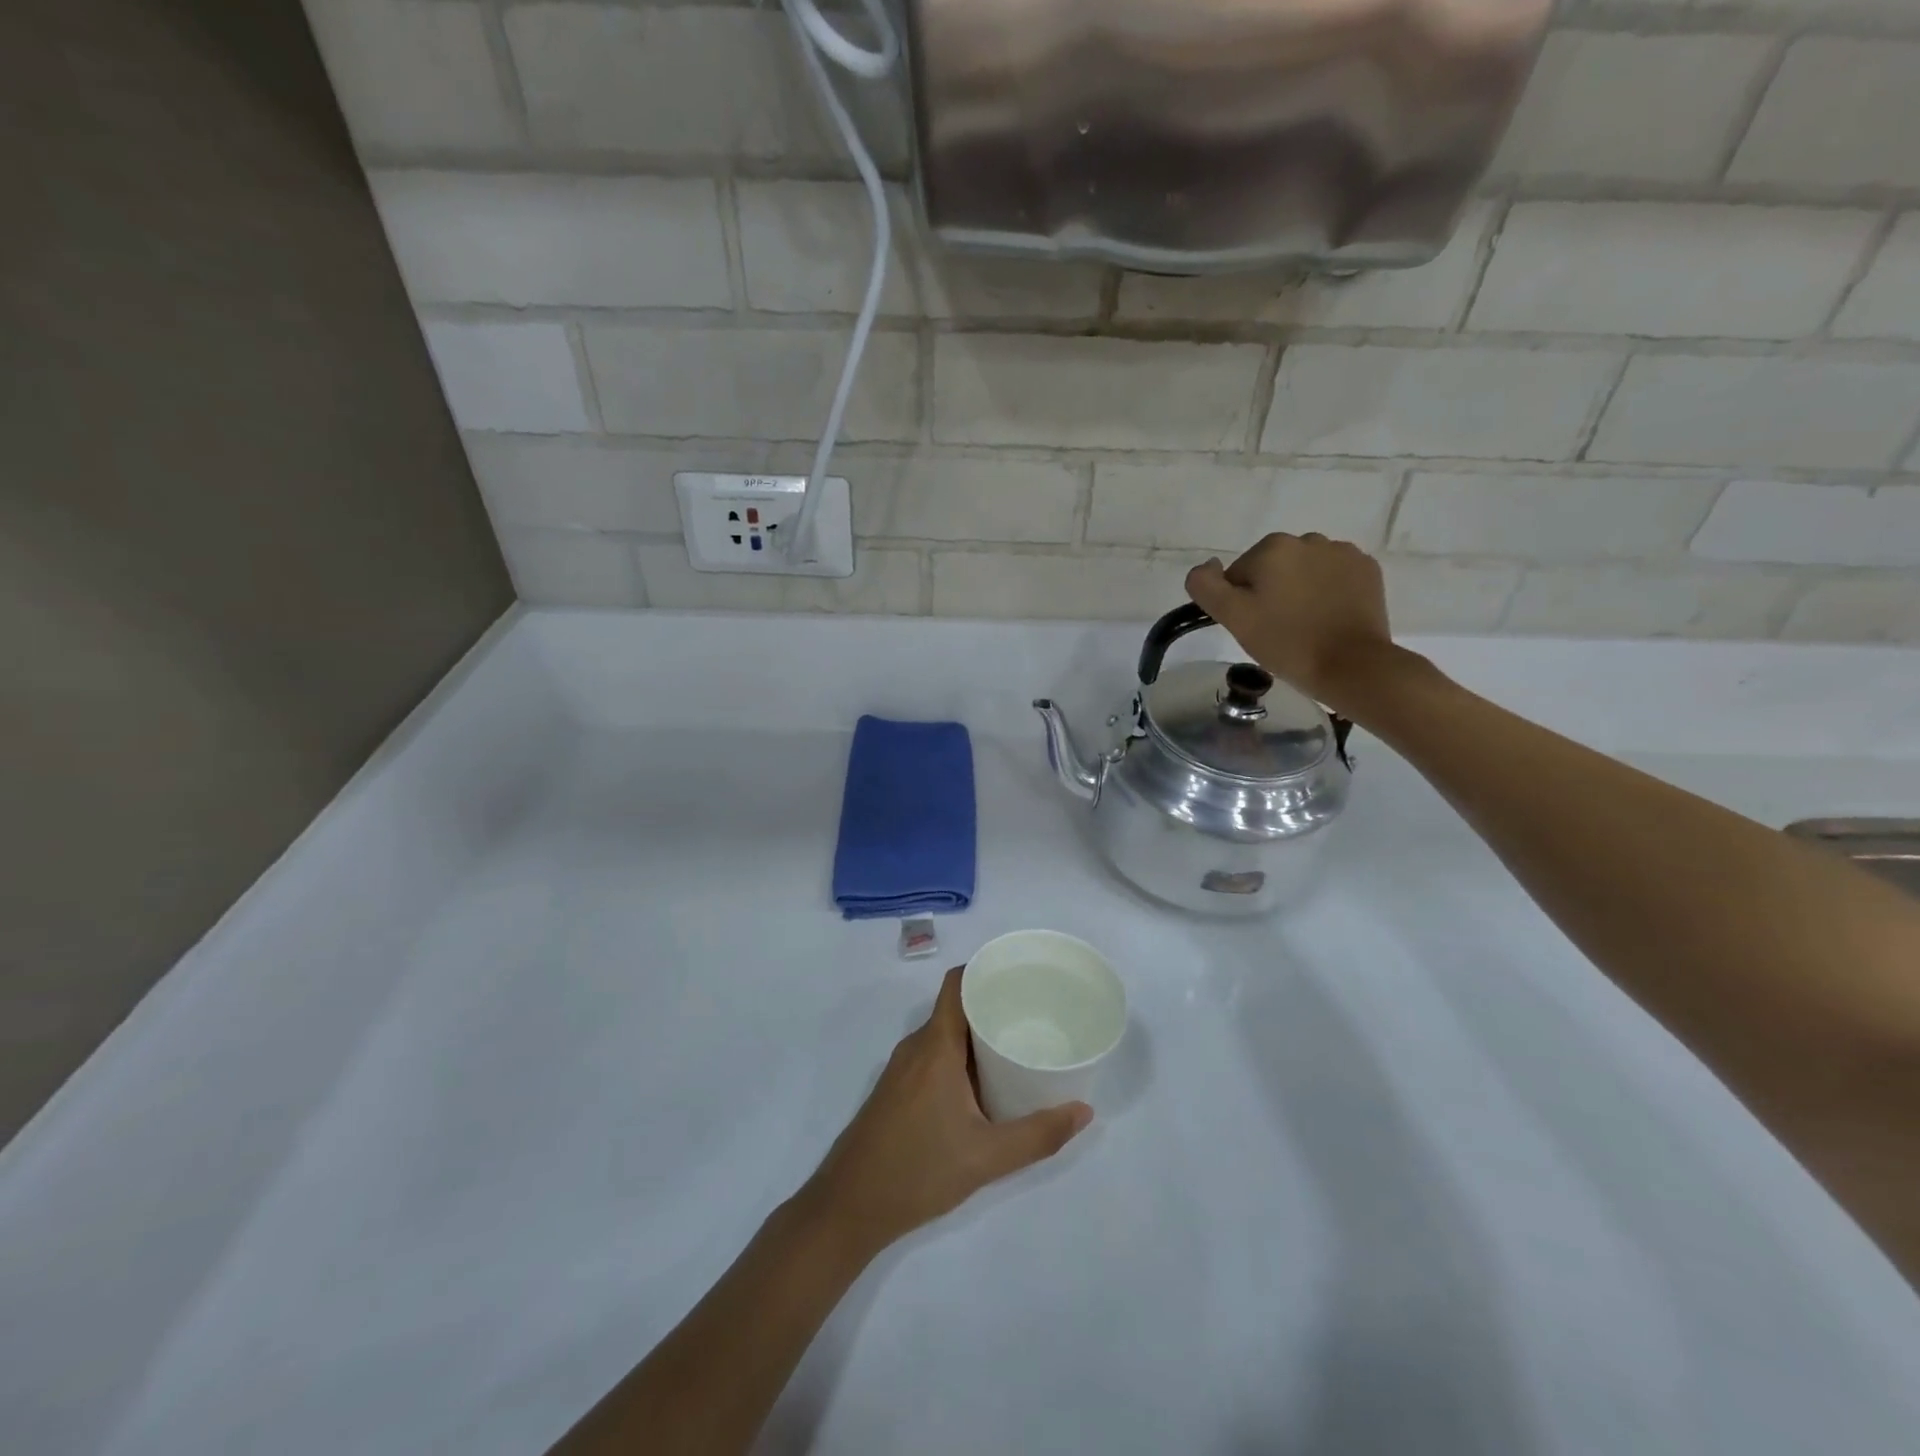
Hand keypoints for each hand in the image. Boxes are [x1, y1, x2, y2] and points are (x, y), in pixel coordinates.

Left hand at [801, 967, 1091, 1258]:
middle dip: (992, 1005)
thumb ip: (1038, 1135)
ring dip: (977, 1035)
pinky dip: (960, 1056)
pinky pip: (933, 1056)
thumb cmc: (917, 1170)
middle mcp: (916, 1047)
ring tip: (1017, 1044)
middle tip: (1034, 1013)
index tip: (1020, 974)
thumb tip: (1085, 1112)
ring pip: (944, 1034)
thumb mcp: (987, 1157)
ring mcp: (902, 1069)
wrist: (848, 1207)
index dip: (985, 970)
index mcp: (935, 1046)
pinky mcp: (896, 1090)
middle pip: (956, 1007)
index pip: (957, 984)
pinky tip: (984, 1082)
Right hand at [1186, 532, 1399, 709]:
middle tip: (1277, 628)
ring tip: (1305, 624)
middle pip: (1272, 568)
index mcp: (1272, 547)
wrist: (1351, 665)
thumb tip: (1207, 566)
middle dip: (1271, 592)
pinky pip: (1333, 575)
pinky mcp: (1367, 569)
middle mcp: (1308, 539)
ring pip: (1304, 570)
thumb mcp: (1233, 617)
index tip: (1254, 626)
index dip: (1240, 602)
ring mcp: (1342, 553)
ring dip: (1299, 589)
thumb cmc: (1286, 642)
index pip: (1238, 574)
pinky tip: (1328, 617)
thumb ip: (1206, 586)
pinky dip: (1327, 591)